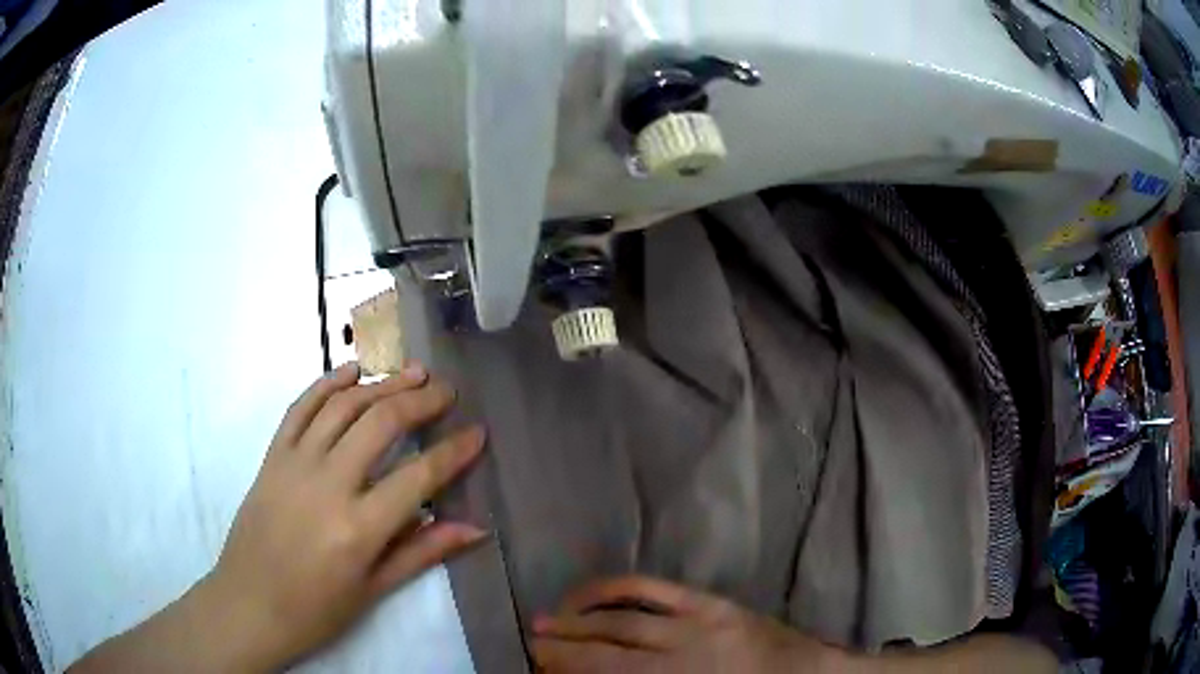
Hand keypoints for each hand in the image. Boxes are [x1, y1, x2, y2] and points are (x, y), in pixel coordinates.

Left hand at [200, 362, 486, 669]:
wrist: (250, 603)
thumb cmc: (316, 609)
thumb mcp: (374, 589)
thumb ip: (423, 551)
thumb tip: (475, 529)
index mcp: (359, 528)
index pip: (419, 476)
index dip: (454, 451)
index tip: (478, 433)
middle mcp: (328, 485)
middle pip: (380, 423)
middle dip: (421, 401)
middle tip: (447, 392)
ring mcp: (294, 463)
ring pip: (342, 406)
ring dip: (380, 383)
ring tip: (412, 372)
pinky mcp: (272, 456)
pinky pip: (300, 407)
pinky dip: (326, 383)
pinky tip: (351, 371)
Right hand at [532, 576, 844, 673]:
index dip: (569, 668)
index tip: (538, 665)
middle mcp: (683, 654)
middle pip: (609, 650)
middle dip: (564, 647)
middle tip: (531, 643)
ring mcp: (698, 622)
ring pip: (624, 619)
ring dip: (579, 619)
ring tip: (545, 619)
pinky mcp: (712, 602)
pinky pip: (655, 589)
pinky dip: (616, 589)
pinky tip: (591, 592)